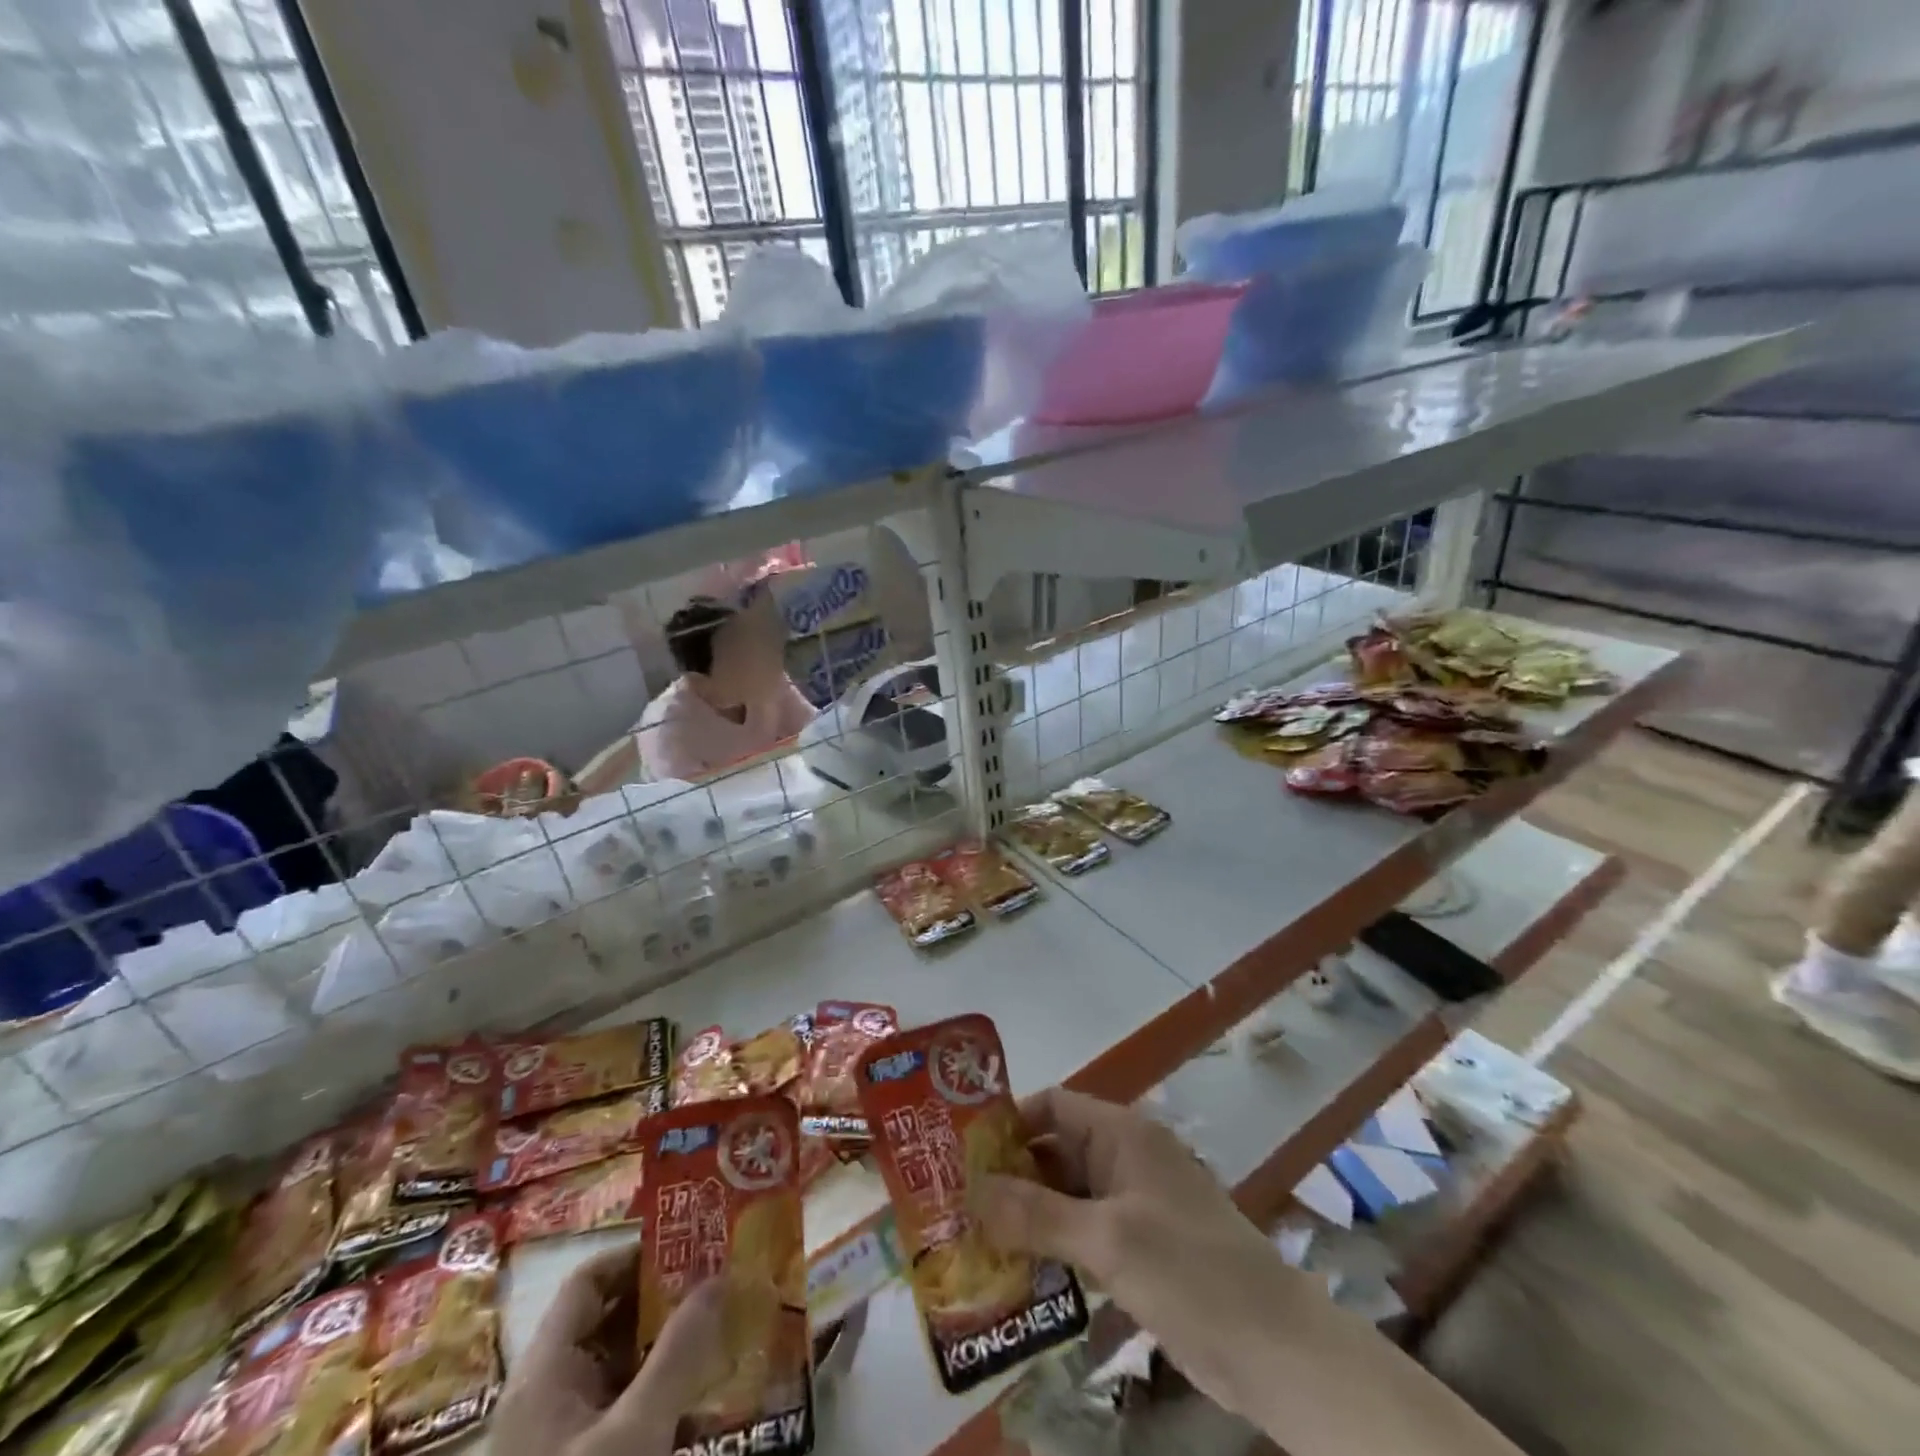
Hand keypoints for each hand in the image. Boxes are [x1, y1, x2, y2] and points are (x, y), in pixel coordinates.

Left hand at [491, 1243, 723, 1455]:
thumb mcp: (635, 1433)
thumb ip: (679, 1353)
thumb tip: (720, 1274)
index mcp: (547, 1370)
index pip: (590, 1280)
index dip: (639, 1253)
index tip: (694, 1246)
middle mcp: (553, 1391)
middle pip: (613, 1318)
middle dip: (670, 1298)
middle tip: (725, 1281)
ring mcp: (570, 1433)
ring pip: (626, 1363)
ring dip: (676, 1346)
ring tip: (730, 1329)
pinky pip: (632, 1408)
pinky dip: (670, 1393)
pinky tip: (712, 1398)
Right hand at [971, 1087, 1312, 1423]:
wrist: (1275, 1349)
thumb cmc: (1191, 1271)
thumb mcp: (1108, 1240)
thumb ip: (1037, 1214)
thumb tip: (970, 1190)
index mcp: (1121, 1134)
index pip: (1052, 1106)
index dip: (1009, 1123)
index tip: (964, 1154)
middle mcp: (1123, 1159)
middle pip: (1054, 1152)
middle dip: (1010, 1176)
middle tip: (957, 1207)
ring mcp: (1132, 1205)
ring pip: (1065, 1197)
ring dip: (1027, 1217)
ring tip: (974, 1244)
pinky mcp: (1138, 1249)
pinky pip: (1082, 1235)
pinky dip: (1053, 1248)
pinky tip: (1018, 1277)